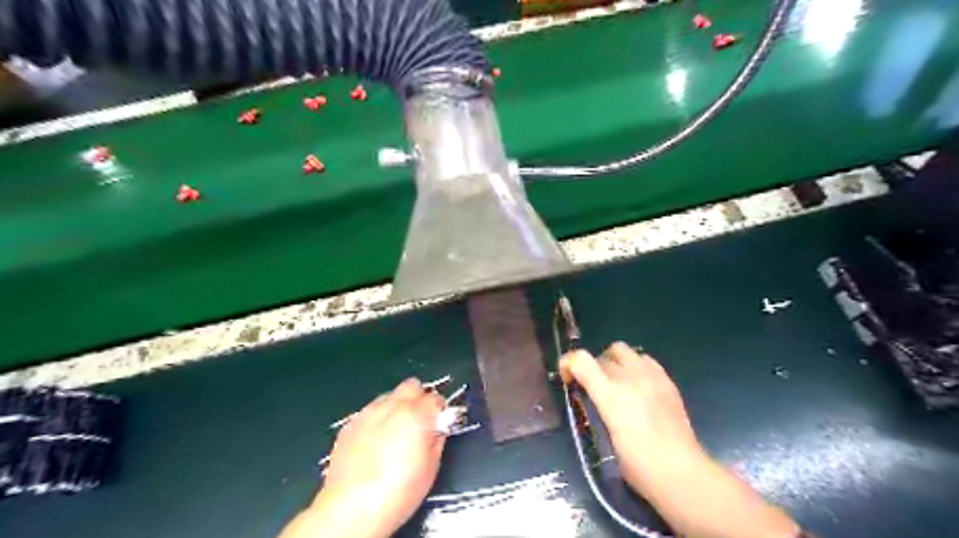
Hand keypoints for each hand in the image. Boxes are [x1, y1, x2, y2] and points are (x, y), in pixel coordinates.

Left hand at [280, 379, 446, 537]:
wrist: (351, 508)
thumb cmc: (398, 492)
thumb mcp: (431, 467)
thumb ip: (437, 439)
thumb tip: (437, 427)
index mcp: (416, 415)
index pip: (436, 398)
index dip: (439, 410)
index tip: (438, 423)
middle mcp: (393, 406)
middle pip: (412, 385)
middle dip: (418, 399)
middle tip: (418, 421)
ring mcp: (369, 412)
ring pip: (389, 396)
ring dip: (396, 408)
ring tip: (394, 434)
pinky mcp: (350, 424)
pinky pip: (370, 412)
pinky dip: (376, 420)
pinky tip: (374, 443)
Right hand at [559, 345, 797, 537]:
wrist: (682, 474)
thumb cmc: (639, 466)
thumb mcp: (607, 437)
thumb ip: (598, 408)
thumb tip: (593, 397)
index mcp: (611, 396)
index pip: (581, 360)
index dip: (568, 363)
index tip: (567, 378)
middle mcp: (630, 378)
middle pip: (600, 355)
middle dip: (591, 367)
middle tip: (592, 387)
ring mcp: (651, 376)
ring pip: (622, 350)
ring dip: (612, 361)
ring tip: (615, 381)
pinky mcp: (667, 380)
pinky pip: (645, 359)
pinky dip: (634, 365)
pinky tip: (637, 384)